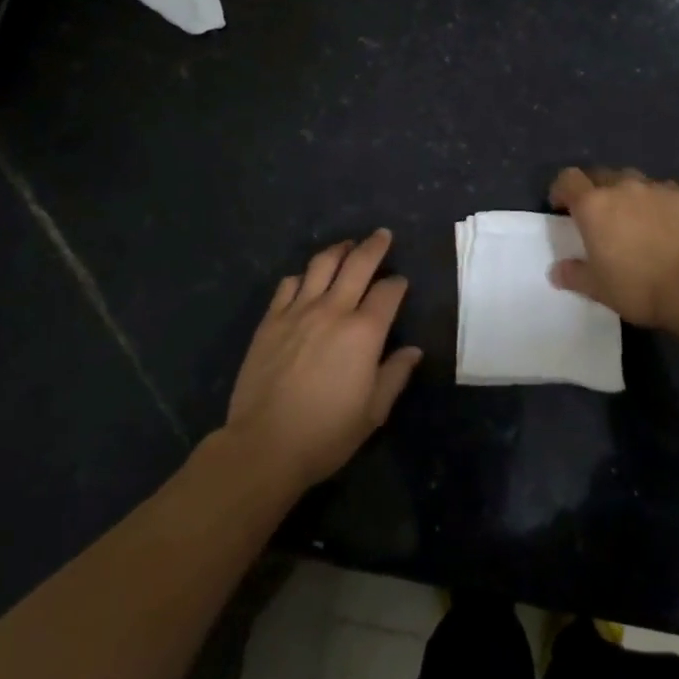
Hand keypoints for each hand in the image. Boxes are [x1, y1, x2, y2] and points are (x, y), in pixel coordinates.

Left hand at [225, 230, 422, 488]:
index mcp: (364, 331)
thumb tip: (413, 351)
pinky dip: (302, 276)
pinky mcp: (271, 320)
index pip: (388, 292)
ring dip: (338, 250)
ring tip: (346, 246)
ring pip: (321, 264)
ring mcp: (298, 311)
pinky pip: (288, 284)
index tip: (401, 284)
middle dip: (374, 246)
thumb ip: (395, 375)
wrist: (265, 444)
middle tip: (382, 234)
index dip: (398, 284)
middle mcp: (333, 310)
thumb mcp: (373, 412)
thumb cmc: (326, 433)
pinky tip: (306, 280)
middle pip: (358, 264)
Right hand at [548, 166, 678, 328]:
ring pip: (631, 180)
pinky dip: (654, 200)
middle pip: (599, 175)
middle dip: (593, 189)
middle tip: (597, 215)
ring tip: (631, 216)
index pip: (568, 179)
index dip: (561, 189)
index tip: (561, 207)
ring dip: (624, 192)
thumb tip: (556, 271)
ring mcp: (654, 188)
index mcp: (593, 205)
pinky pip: (660, 190)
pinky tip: (662, 222)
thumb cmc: (637, 287)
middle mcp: (621, 187)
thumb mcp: (598, 288)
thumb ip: (574, 275)